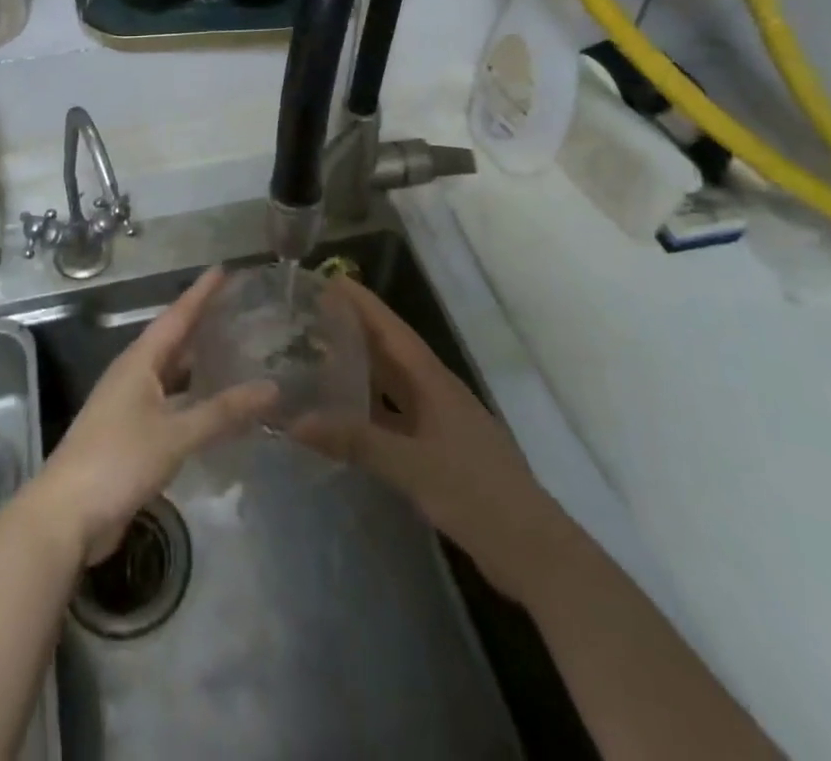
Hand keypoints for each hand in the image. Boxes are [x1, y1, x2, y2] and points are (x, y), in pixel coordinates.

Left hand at [29, 267, 276, 564]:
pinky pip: (170, 403)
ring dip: (198, 363)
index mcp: (139, 362)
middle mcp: (134, 375)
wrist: (67, 515)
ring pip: (171, 374)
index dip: (200, 293)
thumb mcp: (175, 434)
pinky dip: (193, 398)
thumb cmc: (118, 460)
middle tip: (237, 309)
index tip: (223, 269)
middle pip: (173, 341)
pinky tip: (214, 407)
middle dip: (202, 324)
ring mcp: (129, 406)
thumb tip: (271, 388)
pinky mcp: (131, 435)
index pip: (176, 317)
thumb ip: (222, 412)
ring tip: (234, 352)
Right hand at [296, 277, 570, 599]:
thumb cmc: (475, 494)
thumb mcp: (412, 465)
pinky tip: (346, 418)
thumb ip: (356, 441)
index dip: (363, 304)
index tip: (331, 280)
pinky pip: (395, 417)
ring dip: (361, 369)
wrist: (534, 551)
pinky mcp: (440, 451)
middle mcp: (435, 393)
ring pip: (392, 385)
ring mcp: (439, 423)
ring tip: (319, 357)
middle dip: (355, 331)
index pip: (392, 330)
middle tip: (312, 316)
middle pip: (390, 352)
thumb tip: (296, 421)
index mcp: (433, 382)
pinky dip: (369, 410)